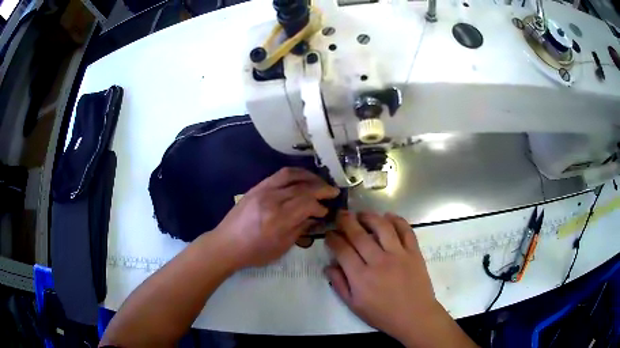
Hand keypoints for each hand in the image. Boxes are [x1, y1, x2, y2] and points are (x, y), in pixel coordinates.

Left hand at [213, 167, 338, 268]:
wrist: (226, 244)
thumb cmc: (254, 252)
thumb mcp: (281, 247)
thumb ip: (300, 229)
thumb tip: (314, 216)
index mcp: (278, 219)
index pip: (307, 203)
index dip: (321, 205)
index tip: (327, 211)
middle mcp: (272, 200)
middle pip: (302, 188)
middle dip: (321, 189)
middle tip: (332, 192)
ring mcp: (262, 190)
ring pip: (292, 175)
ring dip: (309, 176)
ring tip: (320, 182)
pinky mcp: (256, 187)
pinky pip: (279, 175)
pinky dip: (294, 174)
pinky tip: (302, 179)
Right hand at [325, 211, 445, 344]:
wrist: (414, 316)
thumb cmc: (382, 314)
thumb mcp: (354, 305)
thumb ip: (339, 285)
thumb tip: (329, 265)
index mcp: (361, 277)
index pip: (342, 250)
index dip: (333, 238)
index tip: (329, 234)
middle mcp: (378, 261)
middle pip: (359, 234)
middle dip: (346, 221)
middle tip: (341, 214)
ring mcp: (398, 254)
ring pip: (382, 227)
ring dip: (370, 217)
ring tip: (362, 214)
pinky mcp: (414, 252)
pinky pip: (406, 230)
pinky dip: (397, 220)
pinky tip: (389, 216)